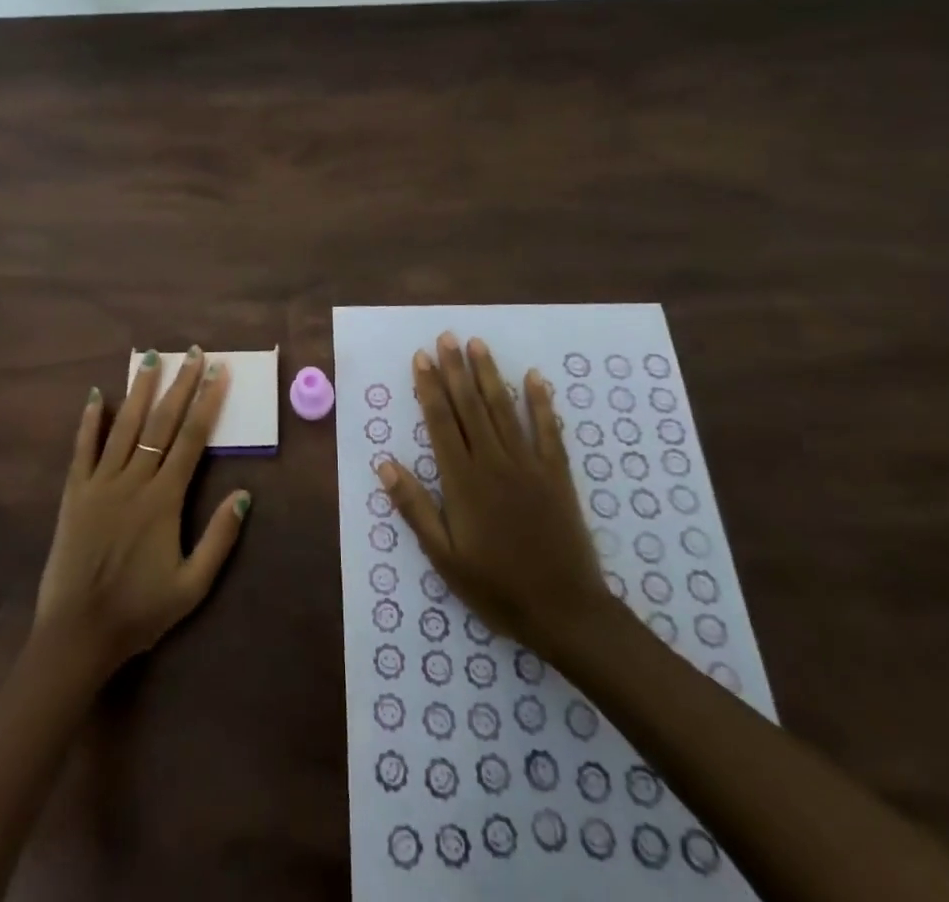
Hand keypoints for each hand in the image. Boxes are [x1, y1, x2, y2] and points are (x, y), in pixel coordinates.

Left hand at [33, 347, 250, 675]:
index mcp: (164, 499)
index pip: (193, 439)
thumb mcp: (192, 586)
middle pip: (162, 423)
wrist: (77, 634)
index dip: (207, 402)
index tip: (219, 372)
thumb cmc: (139, 612)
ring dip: (141, 390)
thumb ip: (219, 539)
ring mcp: (100, 483)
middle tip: (192, 352)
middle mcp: (134, 481)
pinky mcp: (74, 493)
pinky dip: (90, 421)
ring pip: (125, 426)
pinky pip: (83, 449)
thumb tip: (244, 494)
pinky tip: (97, 395)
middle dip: (180, 385)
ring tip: (151, 358)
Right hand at [378, 333, 609, 652]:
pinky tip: (535, 377)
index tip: (421, 358)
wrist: (564, 611)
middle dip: (456, 369)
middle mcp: (493, 462)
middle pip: (470, 406)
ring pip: (503, 409)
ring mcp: (528, 465)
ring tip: (477, 344)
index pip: (441, 422)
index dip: (429, 387)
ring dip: (489, 375)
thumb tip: (385, 464)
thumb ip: (414, 507)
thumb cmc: (496, 587)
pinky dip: (541, 402)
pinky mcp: (556, 474)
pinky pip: (547, 430)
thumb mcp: (444, 556)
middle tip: (446, 337)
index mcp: (463, 480)